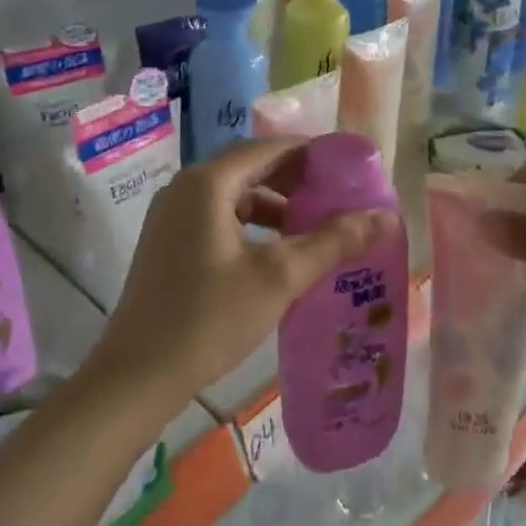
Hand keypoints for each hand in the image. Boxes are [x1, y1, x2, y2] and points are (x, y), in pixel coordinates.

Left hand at [95, 137, 394, 403]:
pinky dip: (254, 225)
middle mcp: (186, 188)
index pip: (271, 149)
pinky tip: (278, 252)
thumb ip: (334, 242)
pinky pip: (220, 217)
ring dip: (277, 205)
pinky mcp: (170, 243)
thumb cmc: (209, 319)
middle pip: (252, 168)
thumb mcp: (279, 278)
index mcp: (208, 183)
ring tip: (316, 227)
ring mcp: (172, 216)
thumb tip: (389, 218)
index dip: (315, 155)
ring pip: (236, 194)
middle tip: (341, 198)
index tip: (353, 170)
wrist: (137, 377)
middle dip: (298, 181)